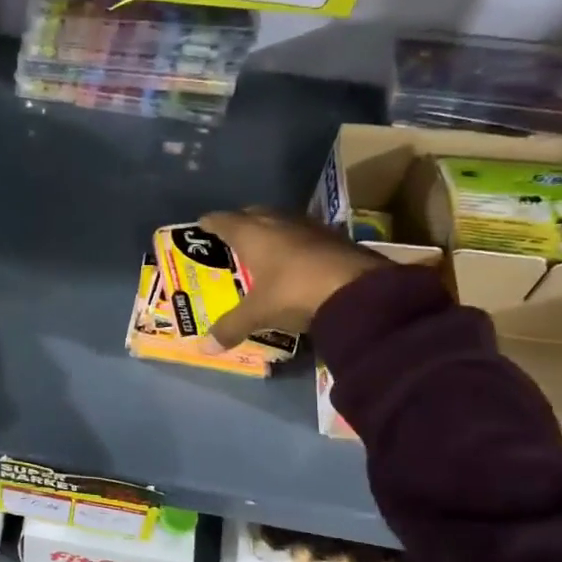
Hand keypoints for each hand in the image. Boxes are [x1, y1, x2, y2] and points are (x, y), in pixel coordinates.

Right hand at [195, 207, 387, 349]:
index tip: (201, 227)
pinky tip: (294, 261)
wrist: (360, 290)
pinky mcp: (334, 237)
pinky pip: (303, 235)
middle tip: (230, 239)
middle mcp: (278, 222)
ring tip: (261, 249)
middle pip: (252, 214)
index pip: (222, 220)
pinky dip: (293, 244)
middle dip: (240, 223)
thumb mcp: (259, 313)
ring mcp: (309, 226)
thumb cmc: (295, 292)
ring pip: (280, 222)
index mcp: (252, 233)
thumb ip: (231, 327)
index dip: (209, 224)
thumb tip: (205, 348)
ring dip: (269, 231)